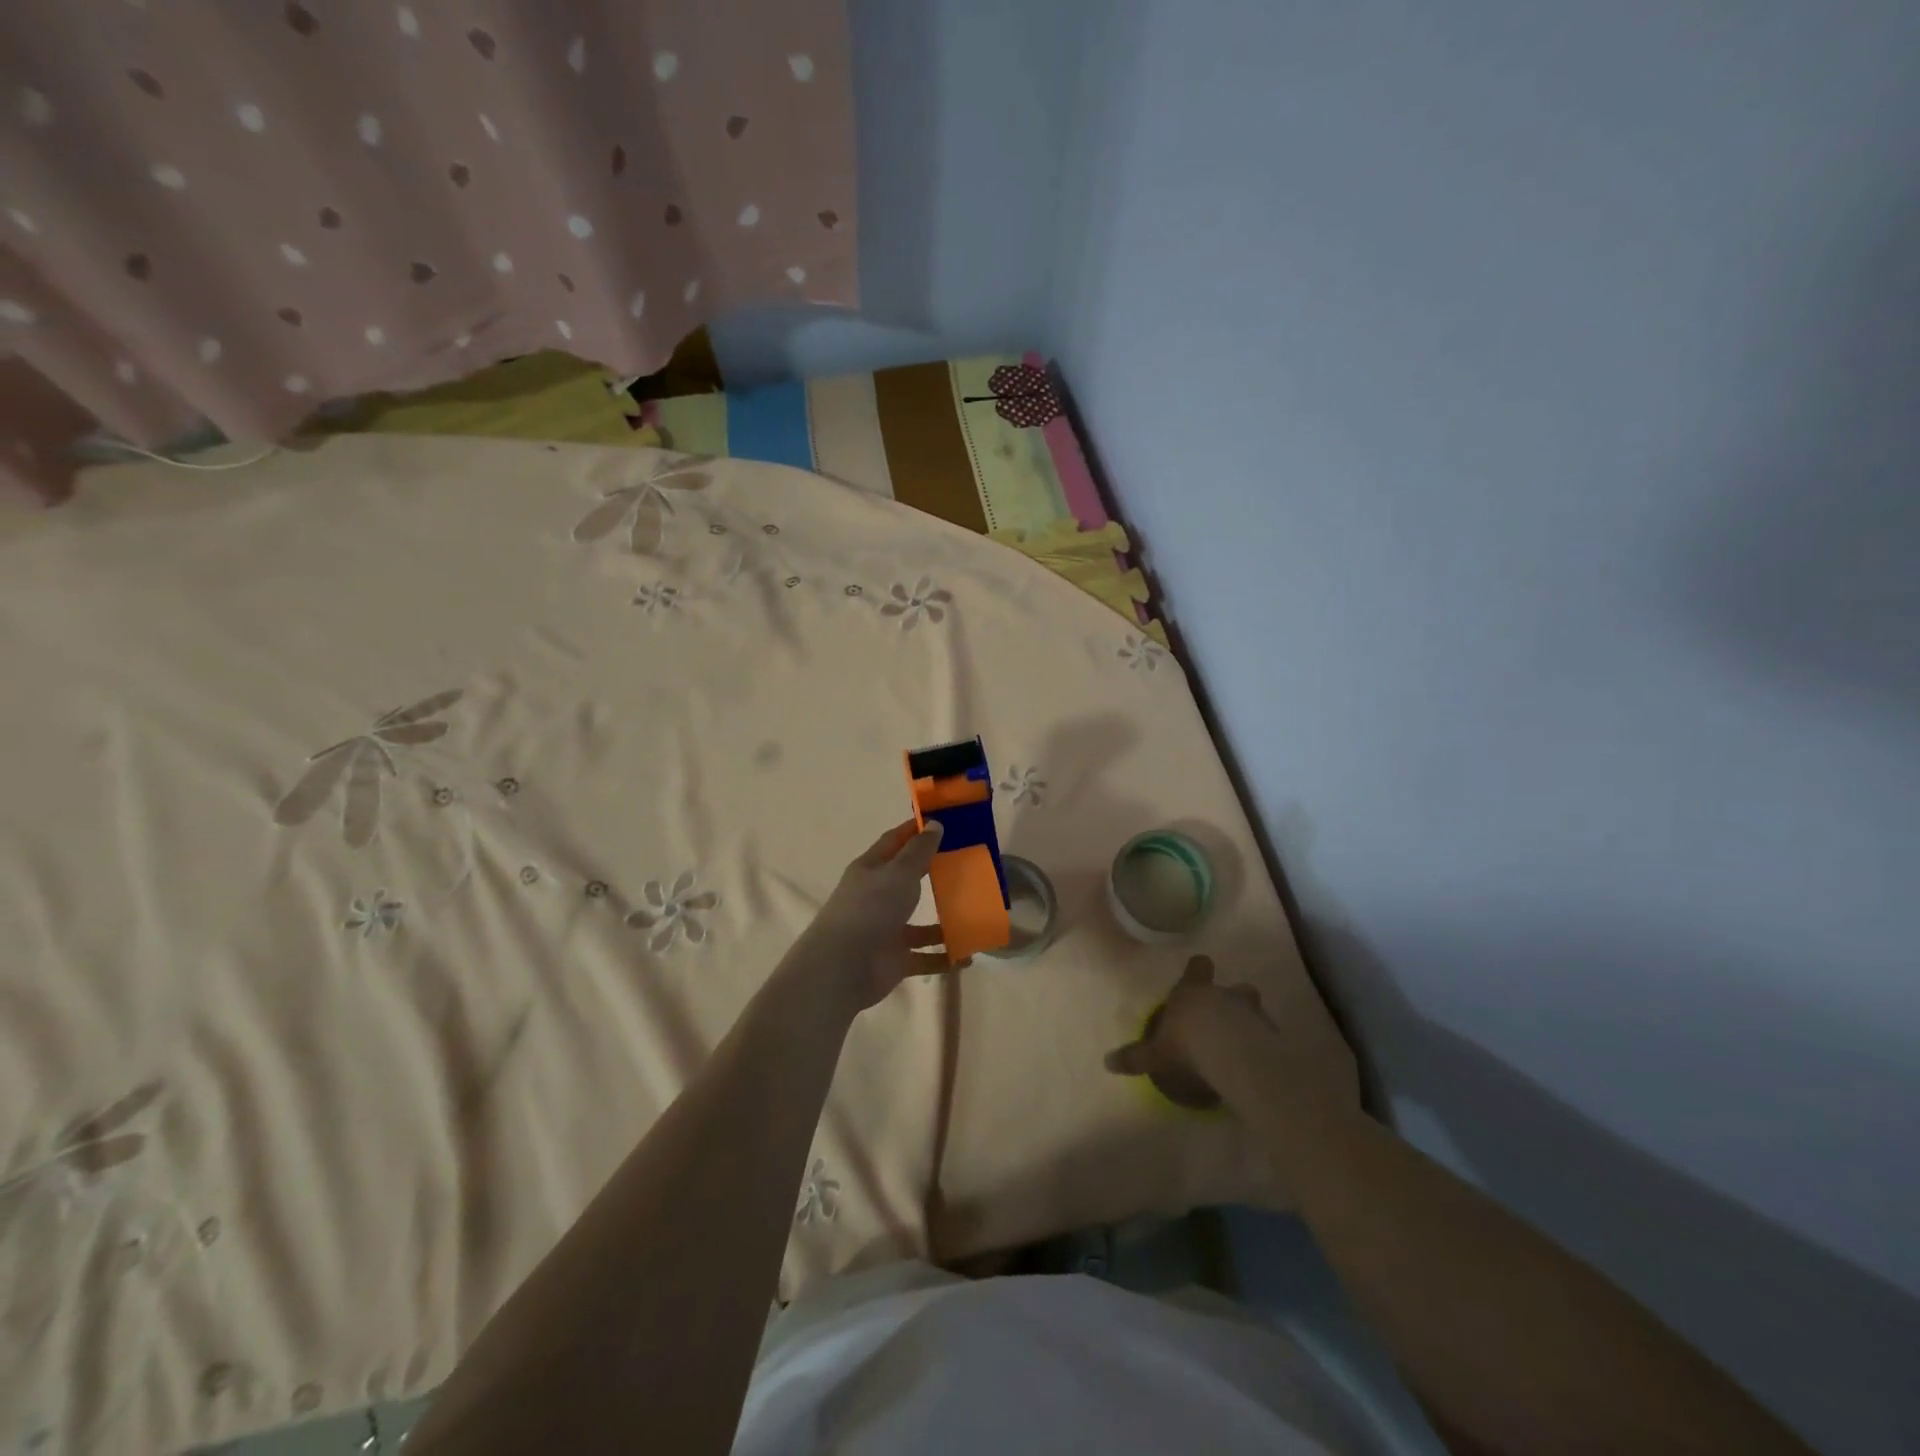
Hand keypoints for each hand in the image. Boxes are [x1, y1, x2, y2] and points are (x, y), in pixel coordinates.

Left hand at [789, 818, 964, 1013]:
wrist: (843, 967)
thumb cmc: (871, 908)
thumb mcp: (898, 872)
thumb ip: (919, 851)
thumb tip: (934, 824)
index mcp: (872, 869)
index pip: (895, 841)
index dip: (916, 830)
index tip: (944, 821)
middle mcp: (878, 898)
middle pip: (909, 881)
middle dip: (935, 875)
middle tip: (970, 866)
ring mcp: (886, 930)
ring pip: (921, 925)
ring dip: (945, 923)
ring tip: (976, 915)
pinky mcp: (895, 960)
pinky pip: (926, 957)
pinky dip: (945, 957)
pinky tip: (968, 956)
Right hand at [1103, 955, 1265, 1107]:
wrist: (1230, 1053)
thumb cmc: (1187, 1042)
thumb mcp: (1156, 1053)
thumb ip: (1135, 1056)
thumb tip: (1107, 1062)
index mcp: (1193, 992)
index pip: (1198, 967)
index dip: (1198, 969)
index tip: (1198, 971)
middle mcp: (1223, 995)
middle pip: (1236, 988)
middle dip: (1234, 998)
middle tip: (1227, 1017)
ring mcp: (1251, 1013)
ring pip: (1254, 1010)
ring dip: (1251, 1023)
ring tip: (1244, 1044)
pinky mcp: (1270, 1035)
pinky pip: (1268, 1037)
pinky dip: (1265, 1046)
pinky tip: (1258, 1064)